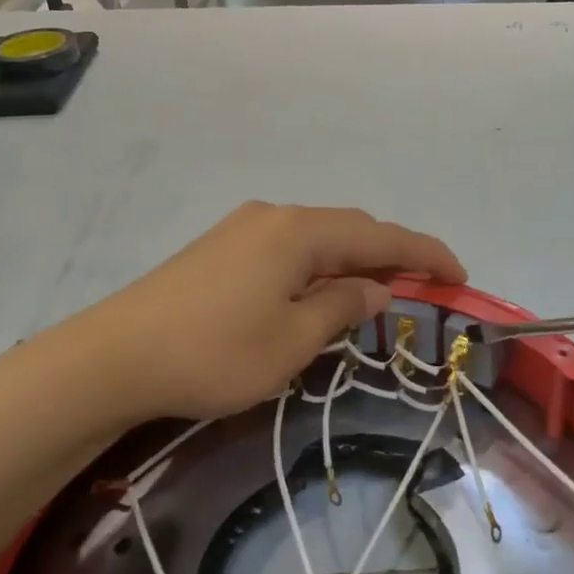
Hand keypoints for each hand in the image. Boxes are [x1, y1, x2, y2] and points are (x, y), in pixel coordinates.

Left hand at [83, 202, 465, 422]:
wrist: (113, 357)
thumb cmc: (215, 352)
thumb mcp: (293, 341)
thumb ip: (342, 307)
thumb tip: (374, 288)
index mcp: (300, 232)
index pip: (381, 236)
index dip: (425, 254)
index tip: (460, 275)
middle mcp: (275, 217)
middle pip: (350, 229)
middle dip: (391, 256)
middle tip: (422, 288)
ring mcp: (243, 229)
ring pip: (318, 239)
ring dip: (352, 262)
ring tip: (376, 294)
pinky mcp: (220, 248)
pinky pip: (289, 249)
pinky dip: (318, 267)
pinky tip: (318, 293)